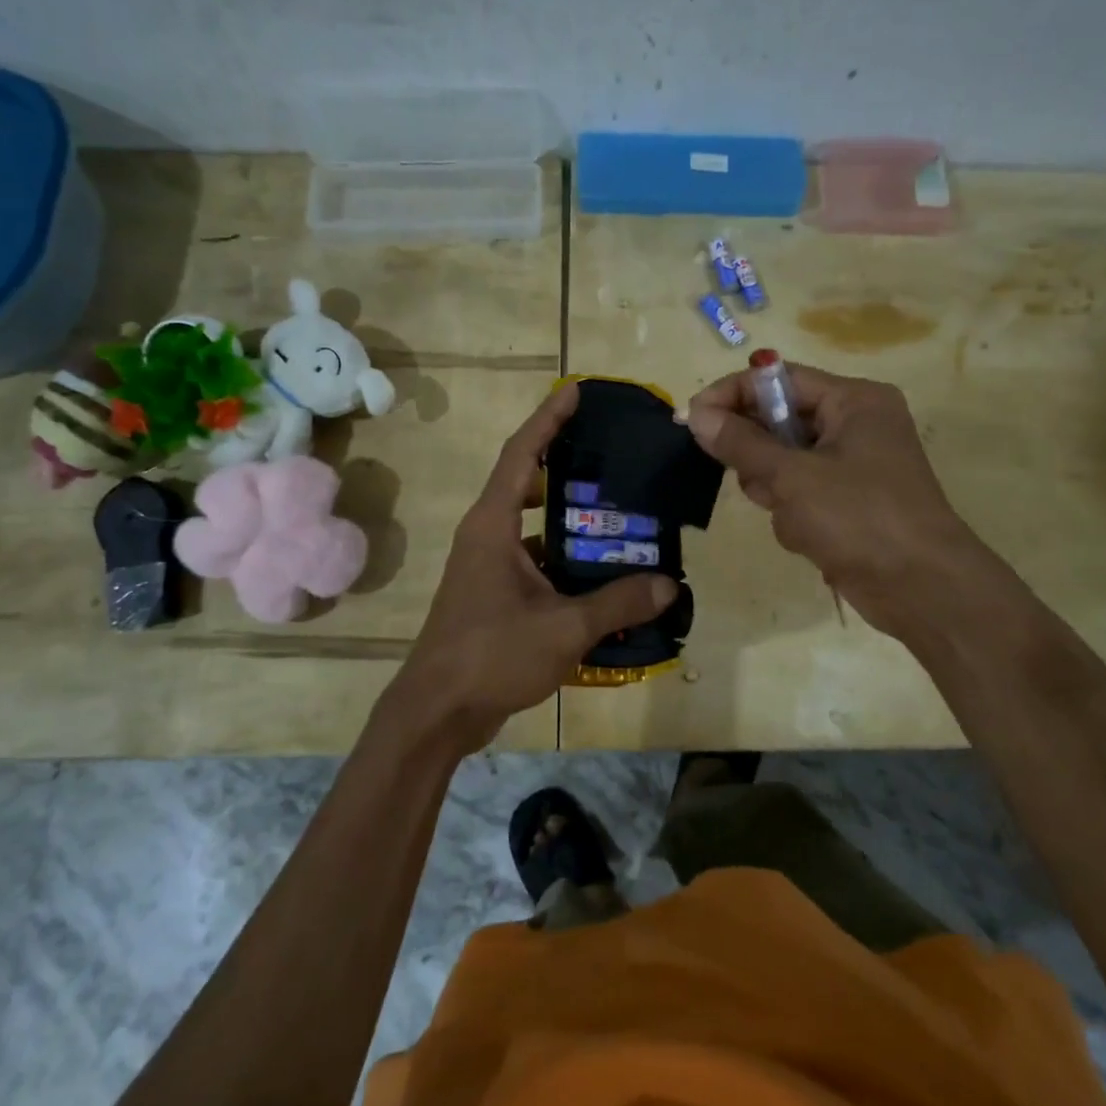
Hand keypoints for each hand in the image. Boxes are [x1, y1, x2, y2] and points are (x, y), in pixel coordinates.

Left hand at [387, 384, 676, 751]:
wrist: (437, 712)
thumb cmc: (491, 655)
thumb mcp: (563, 627)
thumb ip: (618, 604)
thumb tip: (669, 585)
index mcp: (493, 525)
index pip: (521, 454)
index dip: (548, 419)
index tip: (576, 392)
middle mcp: (486, 535)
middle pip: (526, 481)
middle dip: (564, 461)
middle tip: (610, 453)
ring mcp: (487, 566)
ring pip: (533, 524)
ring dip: (568, 515)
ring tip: (618, 508)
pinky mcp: (493, 593)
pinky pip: (534, 558)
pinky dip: (564, 557)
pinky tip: (601, 571)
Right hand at [683, 364, 963, 635]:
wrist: (922, 589)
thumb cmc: (860, 518)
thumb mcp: (793, 477)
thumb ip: (741, 443)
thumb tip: (696, 414)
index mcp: (853, 401)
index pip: (779, 379)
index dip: (732, 395)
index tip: (691, 418)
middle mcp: (855, 424)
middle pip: (779, 422)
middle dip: (760, 456)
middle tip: (754, 481)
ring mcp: (853, 466)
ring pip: (783, 463)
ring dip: (776, 491)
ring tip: (794, 517)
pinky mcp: (848, 502)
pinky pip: (799, 493)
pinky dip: (793, 514)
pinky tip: (807, 538)